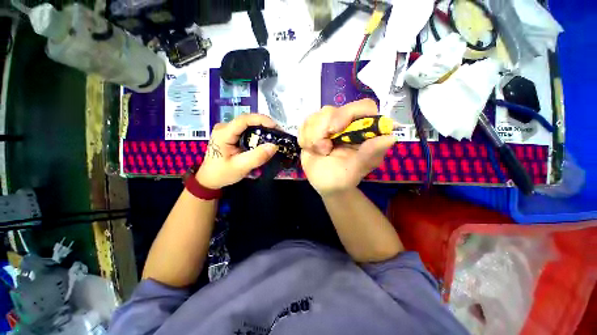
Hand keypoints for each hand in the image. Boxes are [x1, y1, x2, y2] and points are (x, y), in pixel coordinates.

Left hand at [196, 114, 278, 188]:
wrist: (209, 179)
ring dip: (262, 129)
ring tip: (274, 137)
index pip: (244, 119)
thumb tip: (274, 146)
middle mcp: (224, 127)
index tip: (276, 127)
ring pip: (248, 125)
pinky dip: (257, 134)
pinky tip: (264, 140)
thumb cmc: (222, 174)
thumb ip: (257, 157)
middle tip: (278, 134)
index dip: (261, 120)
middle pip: (248, 120)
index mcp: (224, 133)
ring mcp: (227, 130)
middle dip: (265, 125)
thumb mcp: (241, 167)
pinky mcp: (231, 135)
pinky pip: (247, 130)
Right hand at [299, 99, 395, 196]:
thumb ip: (371, 152)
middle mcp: (347, 123)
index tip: (335, 129)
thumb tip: (390, 137)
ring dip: (312, 138)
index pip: (363, 106)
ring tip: (320, 152)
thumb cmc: (344, 177)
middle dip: (322, 131)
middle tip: (324, 149)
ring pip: (315, 117)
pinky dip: (304, 138)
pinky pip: (304, 124)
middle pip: (331, 110)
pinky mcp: (313, 128)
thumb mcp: (358, 168)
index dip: (348, 113)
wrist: (326, 184)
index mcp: (363, 129)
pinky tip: (311, 149)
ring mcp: (328, 124)